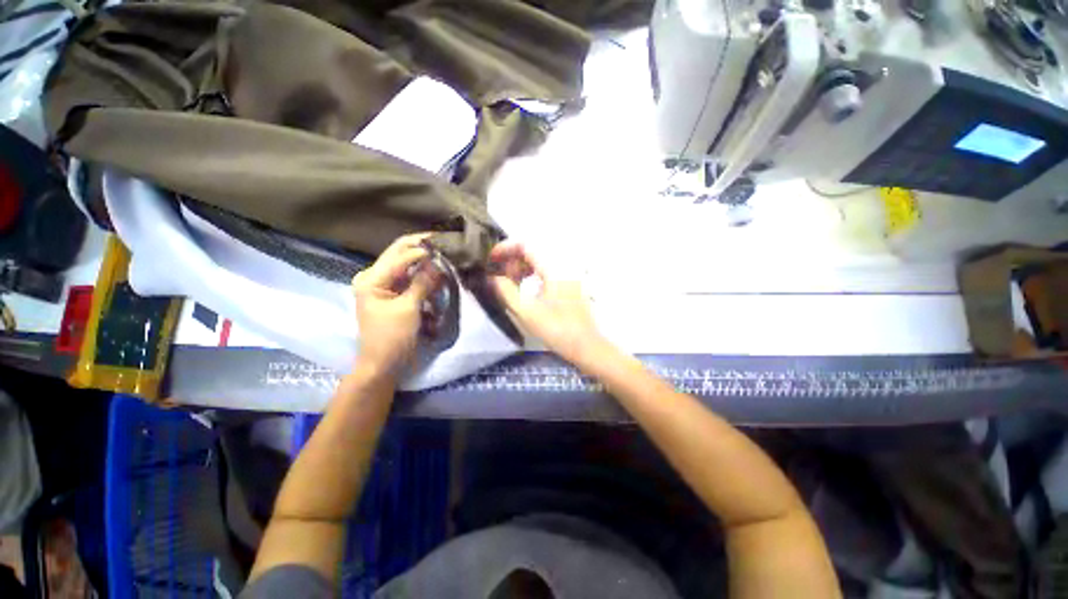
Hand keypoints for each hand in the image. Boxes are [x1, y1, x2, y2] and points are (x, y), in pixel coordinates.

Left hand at [352, 233, 440, 377]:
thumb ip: (423, 282)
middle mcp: (375, 276)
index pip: (400, 254)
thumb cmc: (392, 338)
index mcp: (372, 278)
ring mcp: (384, 285)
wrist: (383, 365)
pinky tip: (438, 277)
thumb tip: (438, 261)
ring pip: (408, 265)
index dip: (424, 249)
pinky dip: (425, 277)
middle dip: (423, 249)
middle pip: (401, 254)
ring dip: (426, 264)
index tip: (447, 246)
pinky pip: (411, 279)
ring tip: (445, 260)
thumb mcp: (409, 308)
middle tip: (446, 244)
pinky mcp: (394, 294)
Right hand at [487, 241, 604, 364]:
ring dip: (521, 268)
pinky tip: (524, 289)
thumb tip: (493, 278)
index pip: (526, 245)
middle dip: (512, 260)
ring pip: (539, 262)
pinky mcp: (568, 286)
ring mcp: (567, 276)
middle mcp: (562, 266)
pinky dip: (532, 276)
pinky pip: (546, 272)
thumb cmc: (556, 329)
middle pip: (533, 252)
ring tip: (509, 283)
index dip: (505, 248)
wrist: (585, 346)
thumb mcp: (526, 312)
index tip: (491, 259)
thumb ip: (506, 291)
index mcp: (553, 268)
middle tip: (498, 276)